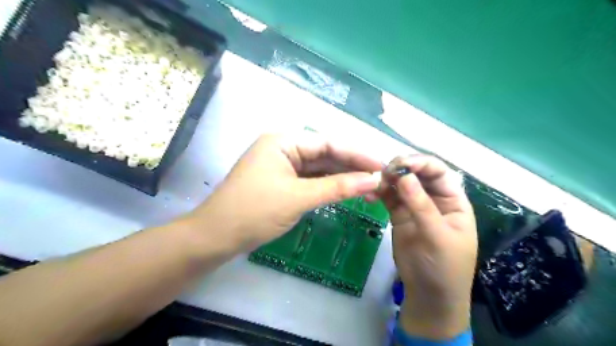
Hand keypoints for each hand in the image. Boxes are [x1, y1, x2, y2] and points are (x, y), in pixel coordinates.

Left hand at [190, 132, 383, 251]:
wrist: (217, 237)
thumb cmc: (255, 211)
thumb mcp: (299, 198)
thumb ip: (338, 187)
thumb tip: (373, 180)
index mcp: (284, 141)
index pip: (329, 143)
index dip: (357, 154)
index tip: (382, 165)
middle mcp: (284, 148)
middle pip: (326, 154)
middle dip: (353, 167)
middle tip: (381, 179)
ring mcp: (284, 166)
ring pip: (321, 169)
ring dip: (344, 179)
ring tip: (370, 189)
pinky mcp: (284, 182)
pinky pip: (312, 180)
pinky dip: (330, 187)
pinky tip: (348, 192)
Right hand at [378, 156, 478, 338]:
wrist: (429, 294)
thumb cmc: (444, 266)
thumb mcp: (437, 236)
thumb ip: (421, 205)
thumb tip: (405, 176)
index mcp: (452, 200)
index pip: (438, 172)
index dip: (421, 163)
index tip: (401, 164)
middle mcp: (433, 198)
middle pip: (417, 173)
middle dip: (401, 169)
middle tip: (383, 172)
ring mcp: (414, 205)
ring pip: (400, 183)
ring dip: (387, 179)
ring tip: (374, 184)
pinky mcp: (398, 215)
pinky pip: (389, 197)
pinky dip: (379, 193)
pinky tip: (370, 195)